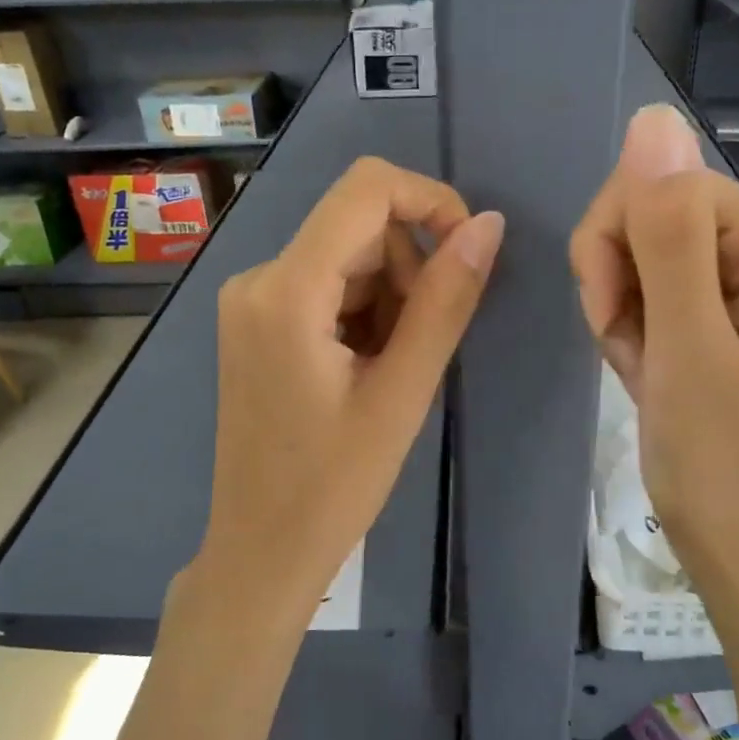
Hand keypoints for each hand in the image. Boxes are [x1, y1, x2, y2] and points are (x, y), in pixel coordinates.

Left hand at [186, 157, 503, 633]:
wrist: (263, 551)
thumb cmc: (335, 485)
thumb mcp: (404, 391)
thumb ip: (446, 300)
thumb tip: (488, 224)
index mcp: (286, 289)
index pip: (366, 189)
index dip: (430, 200)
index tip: (469, 251)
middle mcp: (257, 277)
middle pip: (359, 227)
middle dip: (409, 269)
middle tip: (420, 347)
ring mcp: (250, 300)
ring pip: (347, 258)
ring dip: (388, 297)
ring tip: (391, 370)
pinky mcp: (255, 322)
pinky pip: (325, 286)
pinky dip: (362, 313)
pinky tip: (364, 371)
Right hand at [570, 105, 738, 615]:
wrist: (735, 537)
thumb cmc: (716, 455)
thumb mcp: (685, 344)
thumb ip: (668, 233)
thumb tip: (653, 118)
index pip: (657, 185)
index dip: (615, 249)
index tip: (618, 321)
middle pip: (646, 208)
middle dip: (617, 279)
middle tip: (637, 348)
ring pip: (635, 244)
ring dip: (619, 306)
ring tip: (646, 365)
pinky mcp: (718, 295)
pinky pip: (645, 276)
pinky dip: (629, 322)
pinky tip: (647, 365)